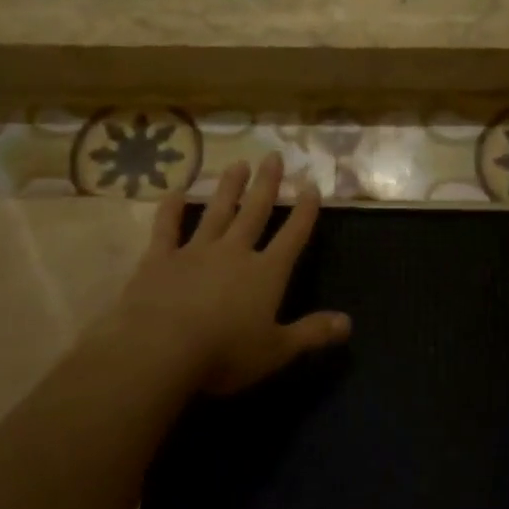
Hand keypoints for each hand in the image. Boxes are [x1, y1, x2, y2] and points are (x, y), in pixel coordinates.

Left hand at [104, 152, 350, 395]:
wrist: (161, 348)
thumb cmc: (225, 353)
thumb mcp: (277, 350)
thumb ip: (312, 333)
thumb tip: (348, 322)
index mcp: (266, 274)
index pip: (292, 236)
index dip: (304, 212)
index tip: (311, 186)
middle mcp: (234, 253)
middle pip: (255, 212)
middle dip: (267, 185)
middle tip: (273, 155)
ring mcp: (195, 251)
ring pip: (216, 212)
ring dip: (228, 188)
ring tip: (238, 164)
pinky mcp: (160, 259)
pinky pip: (167, 228)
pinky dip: (171, 210)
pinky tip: (175, 192)